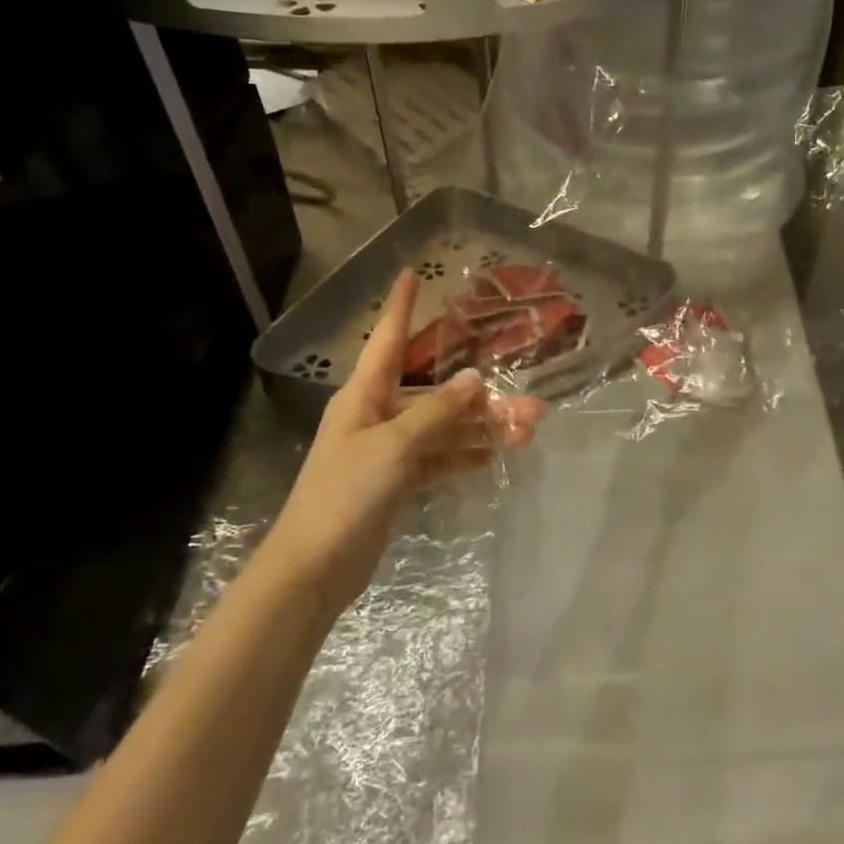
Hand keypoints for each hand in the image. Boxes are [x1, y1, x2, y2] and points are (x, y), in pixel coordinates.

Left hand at [261, 270, 543, 604]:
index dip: (400, 307)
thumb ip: (436, 412)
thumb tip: (473, 378)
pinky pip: (439, 458)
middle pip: (435, 394)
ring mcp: (388, 450)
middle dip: (480, 396)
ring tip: (528, 432)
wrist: (314, 568)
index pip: (386, 340)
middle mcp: (377, 415)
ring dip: (482, 429)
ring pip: (444, 429)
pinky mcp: (397, 482)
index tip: (412, 275)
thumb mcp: (393, 447)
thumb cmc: (345, 494)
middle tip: (530, 402)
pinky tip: (496, 456)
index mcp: (364, 396)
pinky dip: (465, 456)